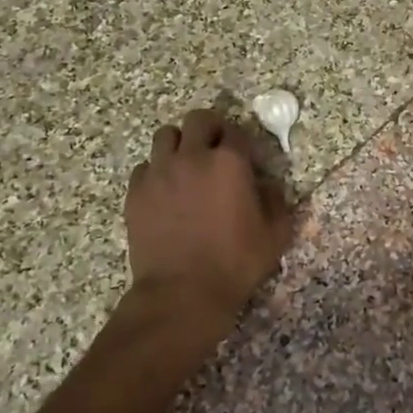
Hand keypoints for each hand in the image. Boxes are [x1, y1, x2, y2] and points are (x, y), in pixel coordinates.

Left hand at [123, 109, 294, 335]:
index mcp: (229, 162)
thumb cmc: (234, 264)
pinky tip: (164, 191)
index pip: (235, 131)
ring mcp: (160, 172)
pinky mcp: (136, 192)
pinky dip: (155, 172)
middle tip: (214, 150)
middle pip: (197, 119)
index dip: (241, 142)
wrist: (182, 293)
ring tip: (185, 166)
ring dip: (178, 144)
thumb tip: (267, 185)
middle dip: (209, 129)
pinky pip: (144, 167)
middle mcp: (192, 157)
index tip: (244, 158)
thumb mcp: (274, 235)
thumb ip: (276, 201)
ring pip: (165, 136)